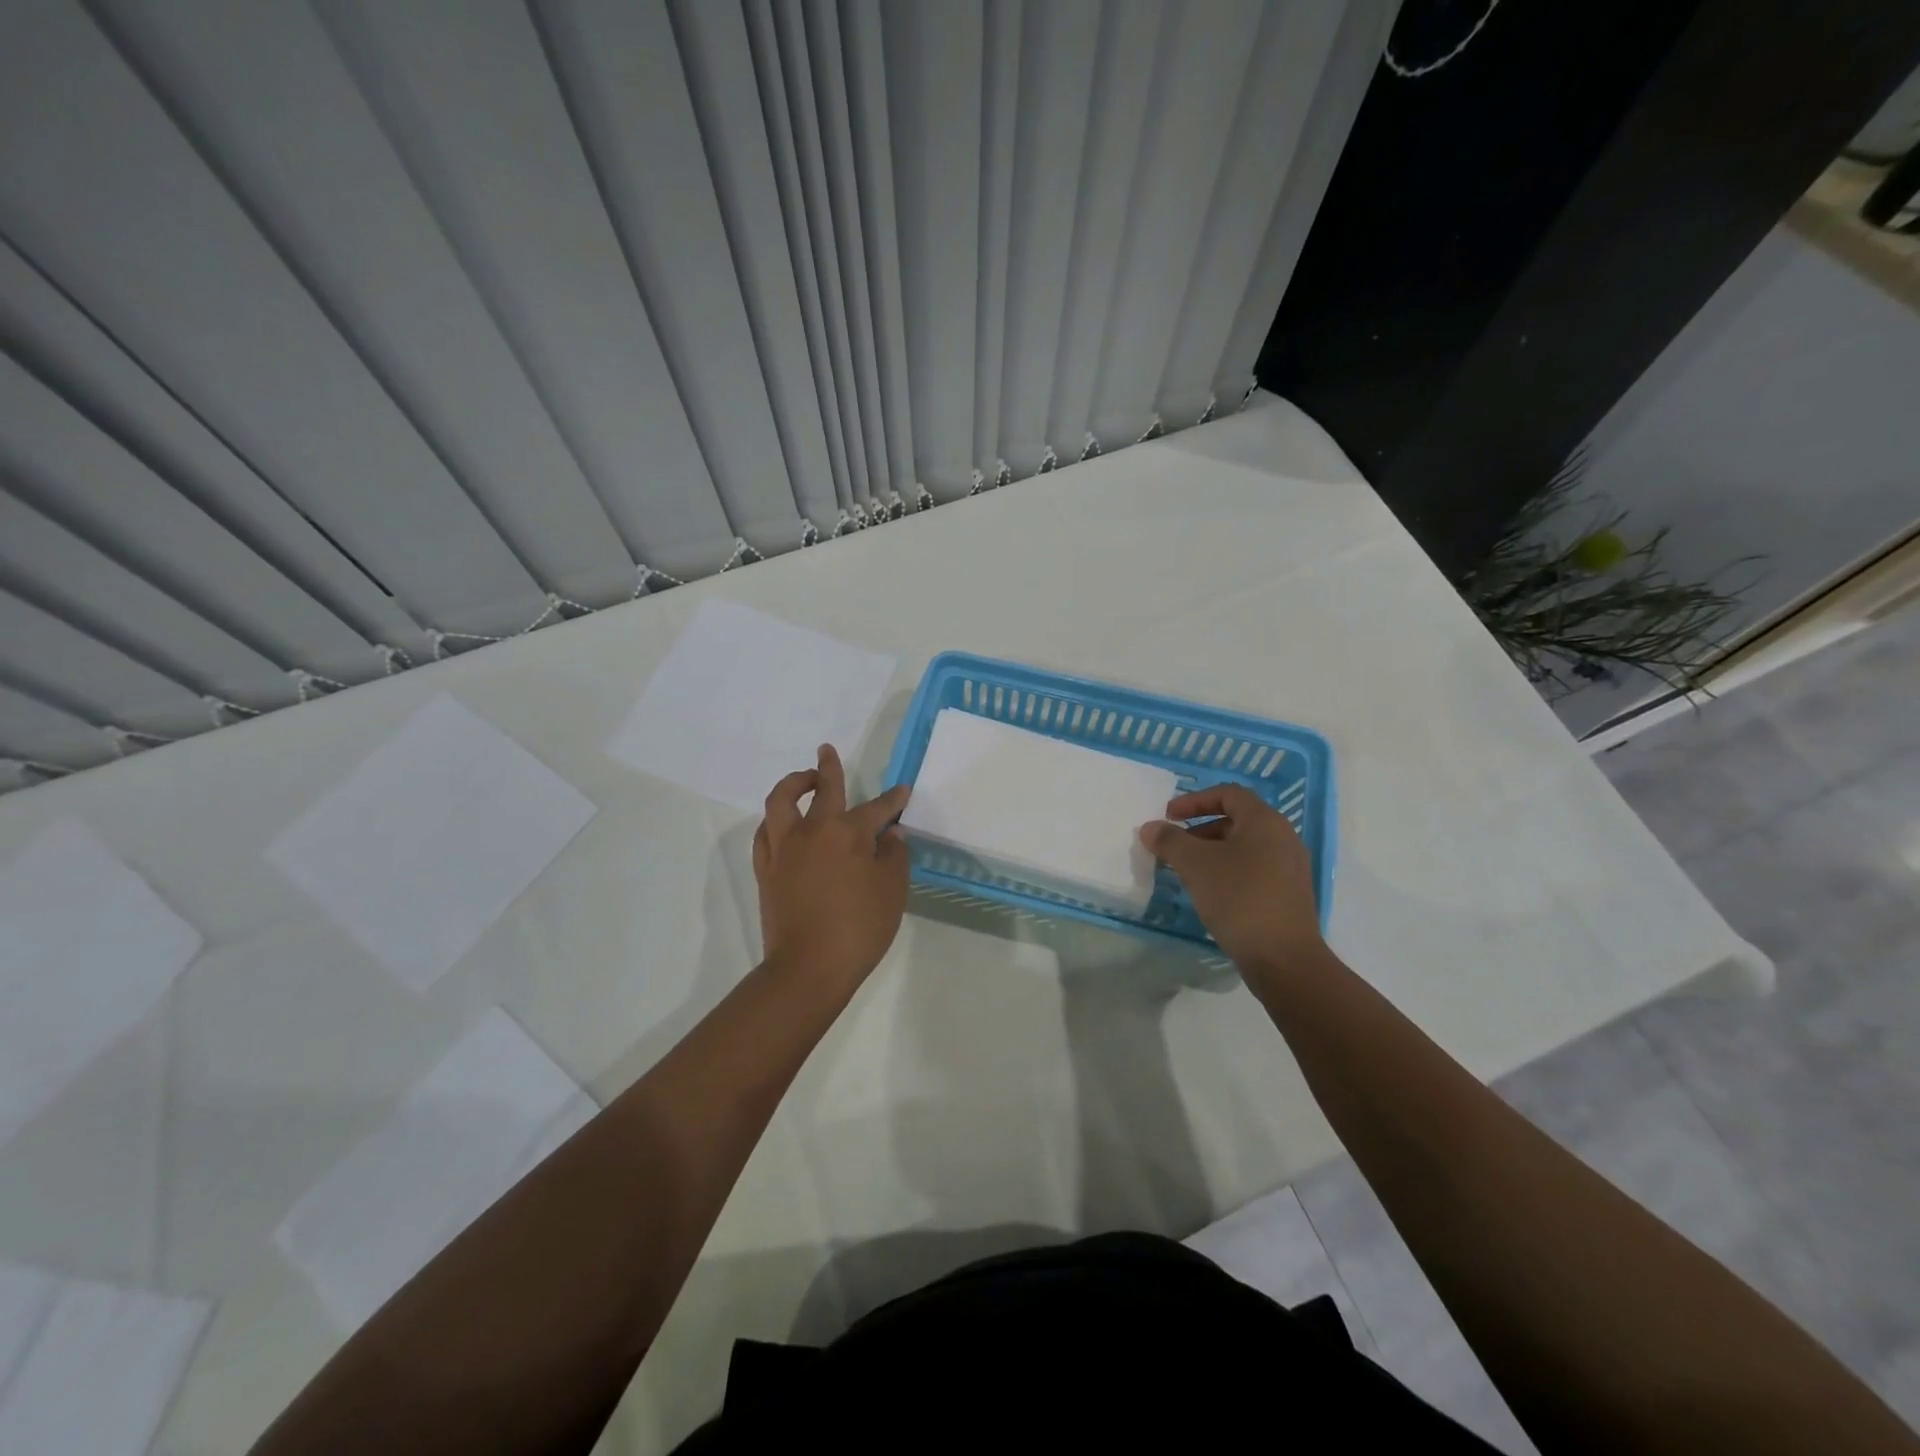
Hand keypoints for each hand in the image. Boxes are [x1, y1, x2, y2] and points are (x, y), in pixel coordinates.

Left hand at [753, 745, 911, 995]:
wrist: (809, 968)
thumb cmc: (859, 928)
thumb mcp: (892, 890)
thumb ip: (894, 855)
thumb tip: (891, 833)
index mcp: (847, 833)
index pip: (876, 808)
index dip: (892, 800)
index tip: (902, 792)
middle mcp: (812, 831)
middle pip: (822, 789)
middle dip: (829, 768)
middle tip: (827, 750)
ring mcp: (784, 849)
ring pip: (781, 802)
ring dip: (792, 784)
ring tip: (803, 779)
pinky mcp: (766, 870)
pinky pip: (765, 833)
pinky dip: (775, 820)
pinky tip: (782, 823)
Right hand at [1139, 784, 1323, 980]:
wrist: (1284, 959)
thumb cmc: (1239, 898)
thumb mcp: (1195, 865)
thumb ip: (1169, 841)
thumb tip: (1150, 828)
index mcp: (1264, 821)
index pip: (1228, 794)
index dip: (1194, 800)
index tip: (1169, 817)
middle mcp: (1283, 838)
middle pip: (1236, 820)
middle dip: (1200, 829)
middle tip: (1175, 847)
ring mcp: (1290, 868)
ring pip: (1244, 847)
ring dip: (1212, 852)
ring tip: (1187, 872)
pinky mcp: (1289, 894)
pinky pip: (1254, 870)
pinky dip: (1228, 871)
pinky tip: (1211, 894)